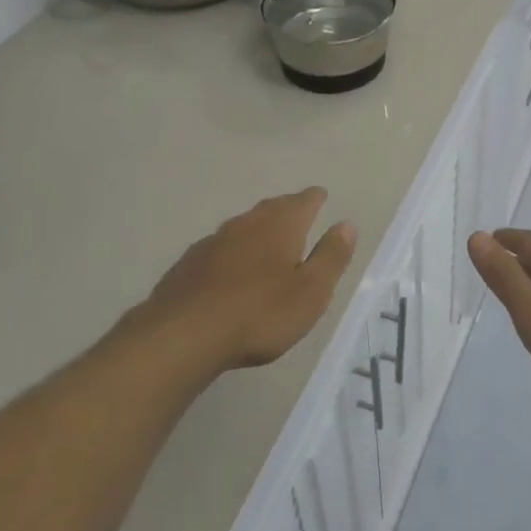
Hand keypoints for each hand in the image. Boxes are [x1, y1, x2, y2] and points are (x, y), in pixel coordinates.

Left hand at [135, 189, 356, 373]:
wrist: (184, 334)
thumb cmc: (260, 313)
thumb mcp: (311, 291)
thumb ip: (331, 256)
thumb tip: (346, 224)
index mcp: (280, 226)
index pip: (303, 201)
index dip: (314, 198)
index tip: (321, 195)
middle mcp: (246, 224)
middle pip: (271, 208)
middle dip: (286, 209)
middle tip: (297, 211)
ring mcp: (213, 241)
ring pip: (243, 226)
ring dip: (257, 229)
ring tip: (267, 239)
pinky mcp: (189, 264)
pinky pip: (219, 248)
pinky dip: (232, 251)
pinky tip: (230, 268)